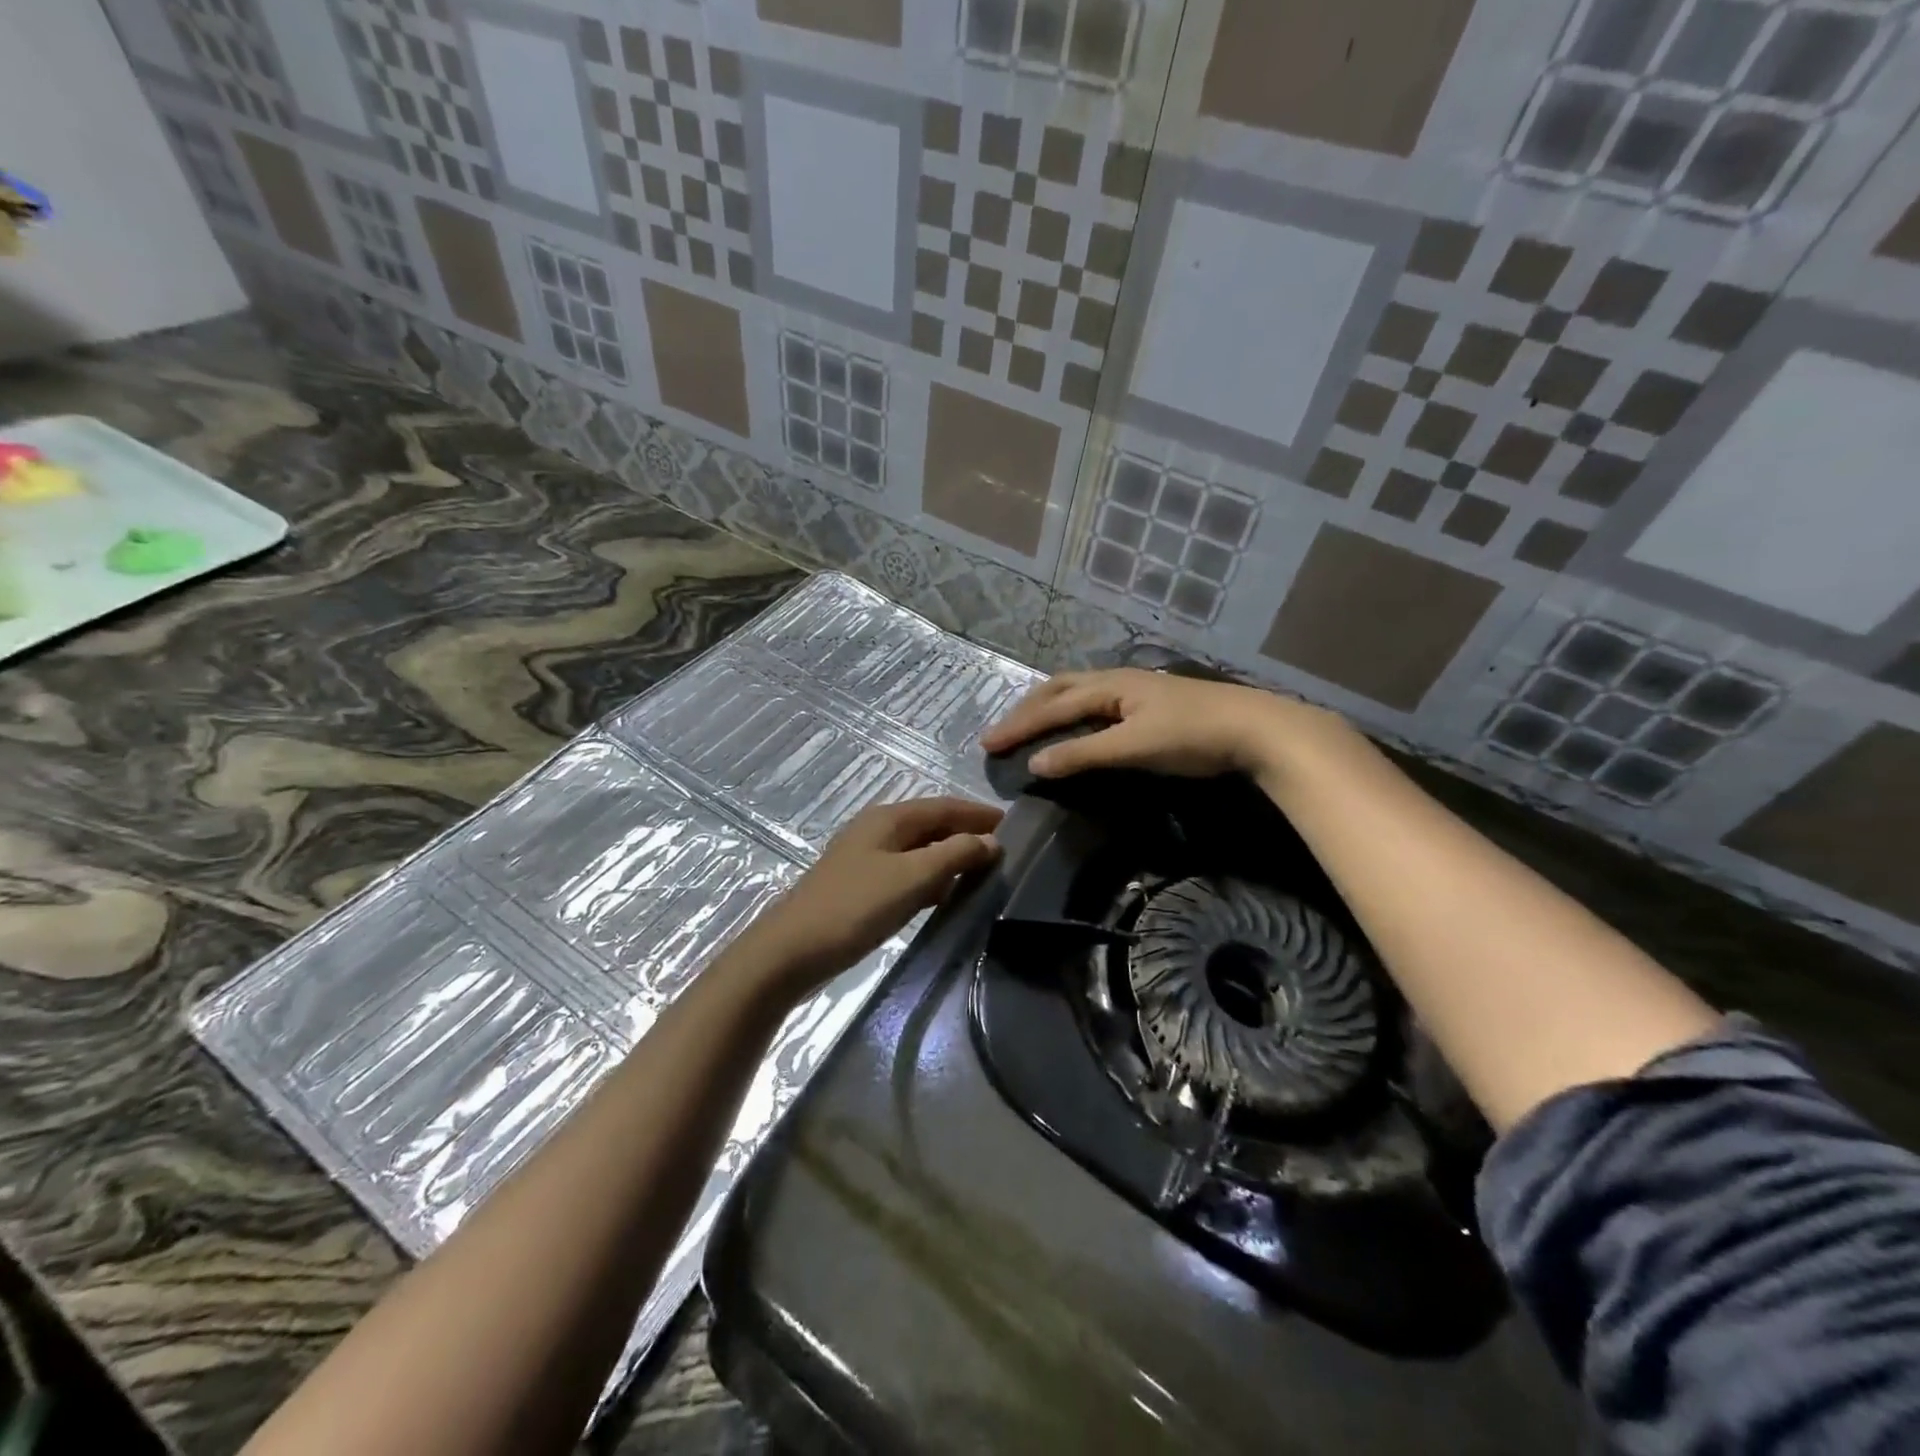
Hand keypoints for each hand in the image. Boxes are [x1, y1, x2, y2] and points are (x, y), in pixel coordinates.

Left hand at [730, 796, 1002, 989]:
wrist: (792, 951)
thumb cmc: (855, 907)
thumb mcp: (912, 879)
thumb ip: (954, 855)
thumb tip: (990, 841)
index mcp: (889, 818)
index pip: (944, 806)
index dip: (978, 814)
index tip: (1014, 825)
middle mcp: (877, 829)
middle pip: (931, 824)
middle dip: (965, 834)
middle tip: (1003, 853)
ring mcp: (866, 857)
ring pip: (919, 849)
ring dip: (949, 858)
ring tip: (982, 874)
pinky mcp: (860, 885)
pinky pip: (906, 872)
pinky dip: (929, 878)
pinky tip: (943, 897)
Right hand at [980, 668, 1347, 780]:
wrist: (1256, 729)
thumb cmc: (1191, 735)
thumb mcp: (1132, 746)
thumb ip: (1083, 754)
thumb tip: (1034, 764)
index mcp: (1109, 685)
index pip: (1052, 706)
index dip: (1018, 726)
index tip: (987, 745)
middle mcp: (1117, 680)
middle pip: (1061, 689)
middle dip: (1028, 710)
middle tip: (1003, 731)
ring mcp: (1137, 690)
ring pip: (1080, 692)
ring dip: (1050, 707)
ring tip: (1030, 723)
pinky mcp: (1151, 704)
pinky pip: (1097, 702)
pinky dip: (1074, 713)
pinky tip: (1078, 725)